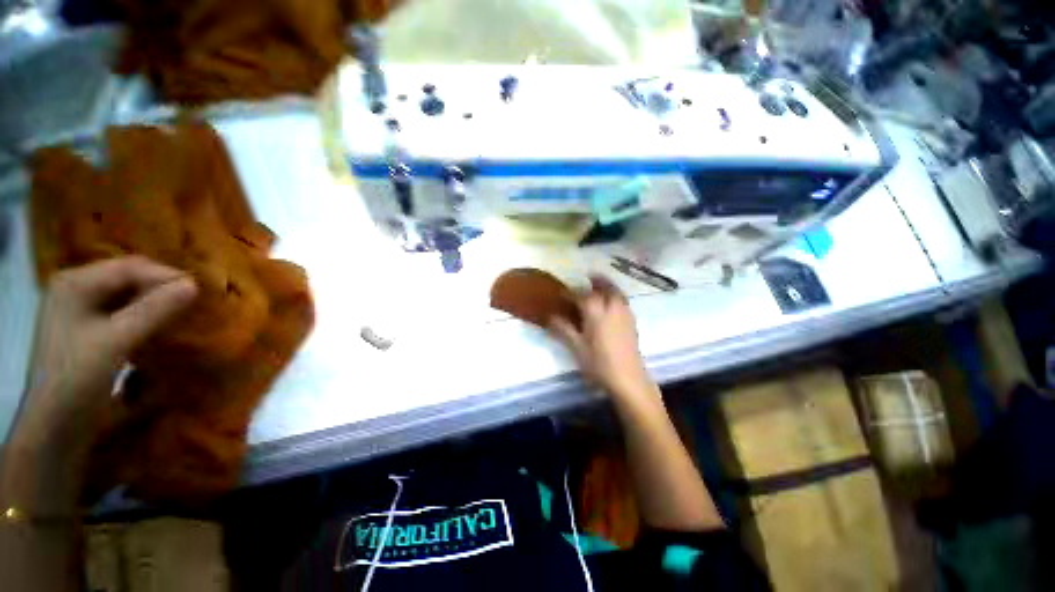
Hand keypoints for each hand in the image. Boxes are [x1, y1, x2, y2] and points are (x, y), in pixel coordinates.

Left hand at [20, 257, 197, 439]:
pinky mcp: (87, 329)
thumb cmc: (78, 376)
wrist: (55, 424)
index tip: (199, 291)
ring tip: (181, 313)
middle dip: (160, 288)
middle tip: (193, 302)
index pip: (128, 267)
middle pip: (126, 278)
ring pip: (126, 295)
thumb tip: (194, 285)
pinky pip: (122, 311)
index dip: (165, 275)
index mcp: (74, 283)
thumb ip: (154, 310)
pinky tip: (159, 326)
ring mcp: (79, 310)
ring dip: (154, 302)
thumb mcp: (117, 340)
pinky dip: (144, 315)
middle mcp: (75, 289)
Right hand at [548, 276, 655, 403]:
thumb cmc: (599, 363)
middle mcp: (611, 307)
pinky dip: (615, 295)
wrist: (629, 379)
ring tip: (599, 285)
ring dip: (607, 285)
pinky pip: (622, 300)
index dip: (570, 293)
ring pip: (616, 291)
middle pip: (604, 287)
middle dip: (595, 281)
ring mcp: (624, 313)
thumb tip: (549, 317)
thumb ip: (563, 329)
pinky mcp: (632, 321)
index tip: (561, 293)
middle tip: (586, 278)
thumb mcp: (577, 347)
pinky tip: (611, 303)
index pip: (580, 296)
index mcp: (596, 311)